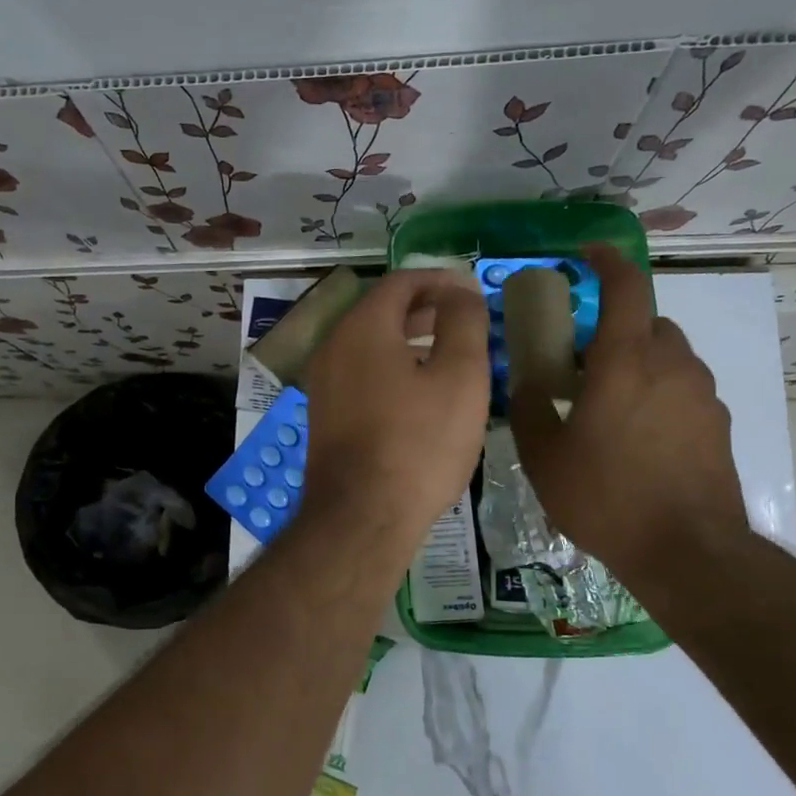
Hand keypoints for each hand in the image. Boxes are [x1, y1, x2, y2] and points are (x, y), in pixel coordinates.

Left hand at [299, 269, 490, 539]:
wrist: (361, 516)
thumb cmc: (419, 443)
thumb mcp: (460, 377)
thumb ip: (463, 322)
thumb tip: (460, 291)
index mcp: (362, 327)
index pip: (401, 281)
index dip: (440, 280)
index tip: (472, 292)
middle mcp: (333, 345)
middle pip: (381, 310)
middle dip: (425, 308)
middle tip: (464, 319)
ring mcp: (323, 381)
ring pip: (369, 342)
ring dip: (407, 337)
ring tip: (447, 352)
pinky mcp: (324, 413)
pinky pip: (359, 371)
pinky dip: (390, 365)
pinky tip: (417, 390)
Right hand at [509, 247, 749, 591]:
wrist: (688, 553)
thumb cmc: (606, 496)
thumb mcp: (544, 455)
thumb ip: (530, 407)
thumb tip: (525, 380)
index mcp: (626, 361)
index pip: (626, 287)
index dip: (607, 261)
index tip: (587, 255)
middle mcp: (672, 365)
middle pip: (647, 322)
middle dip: (615, 328)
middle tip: (582, 360)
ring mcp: (702, 395)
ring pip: (668, 356)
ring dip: (637, 362)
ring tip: (607, 403)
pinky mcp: (717, 425)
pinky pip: (682, 389)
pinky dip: (658, 393)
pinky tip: (636, 437)